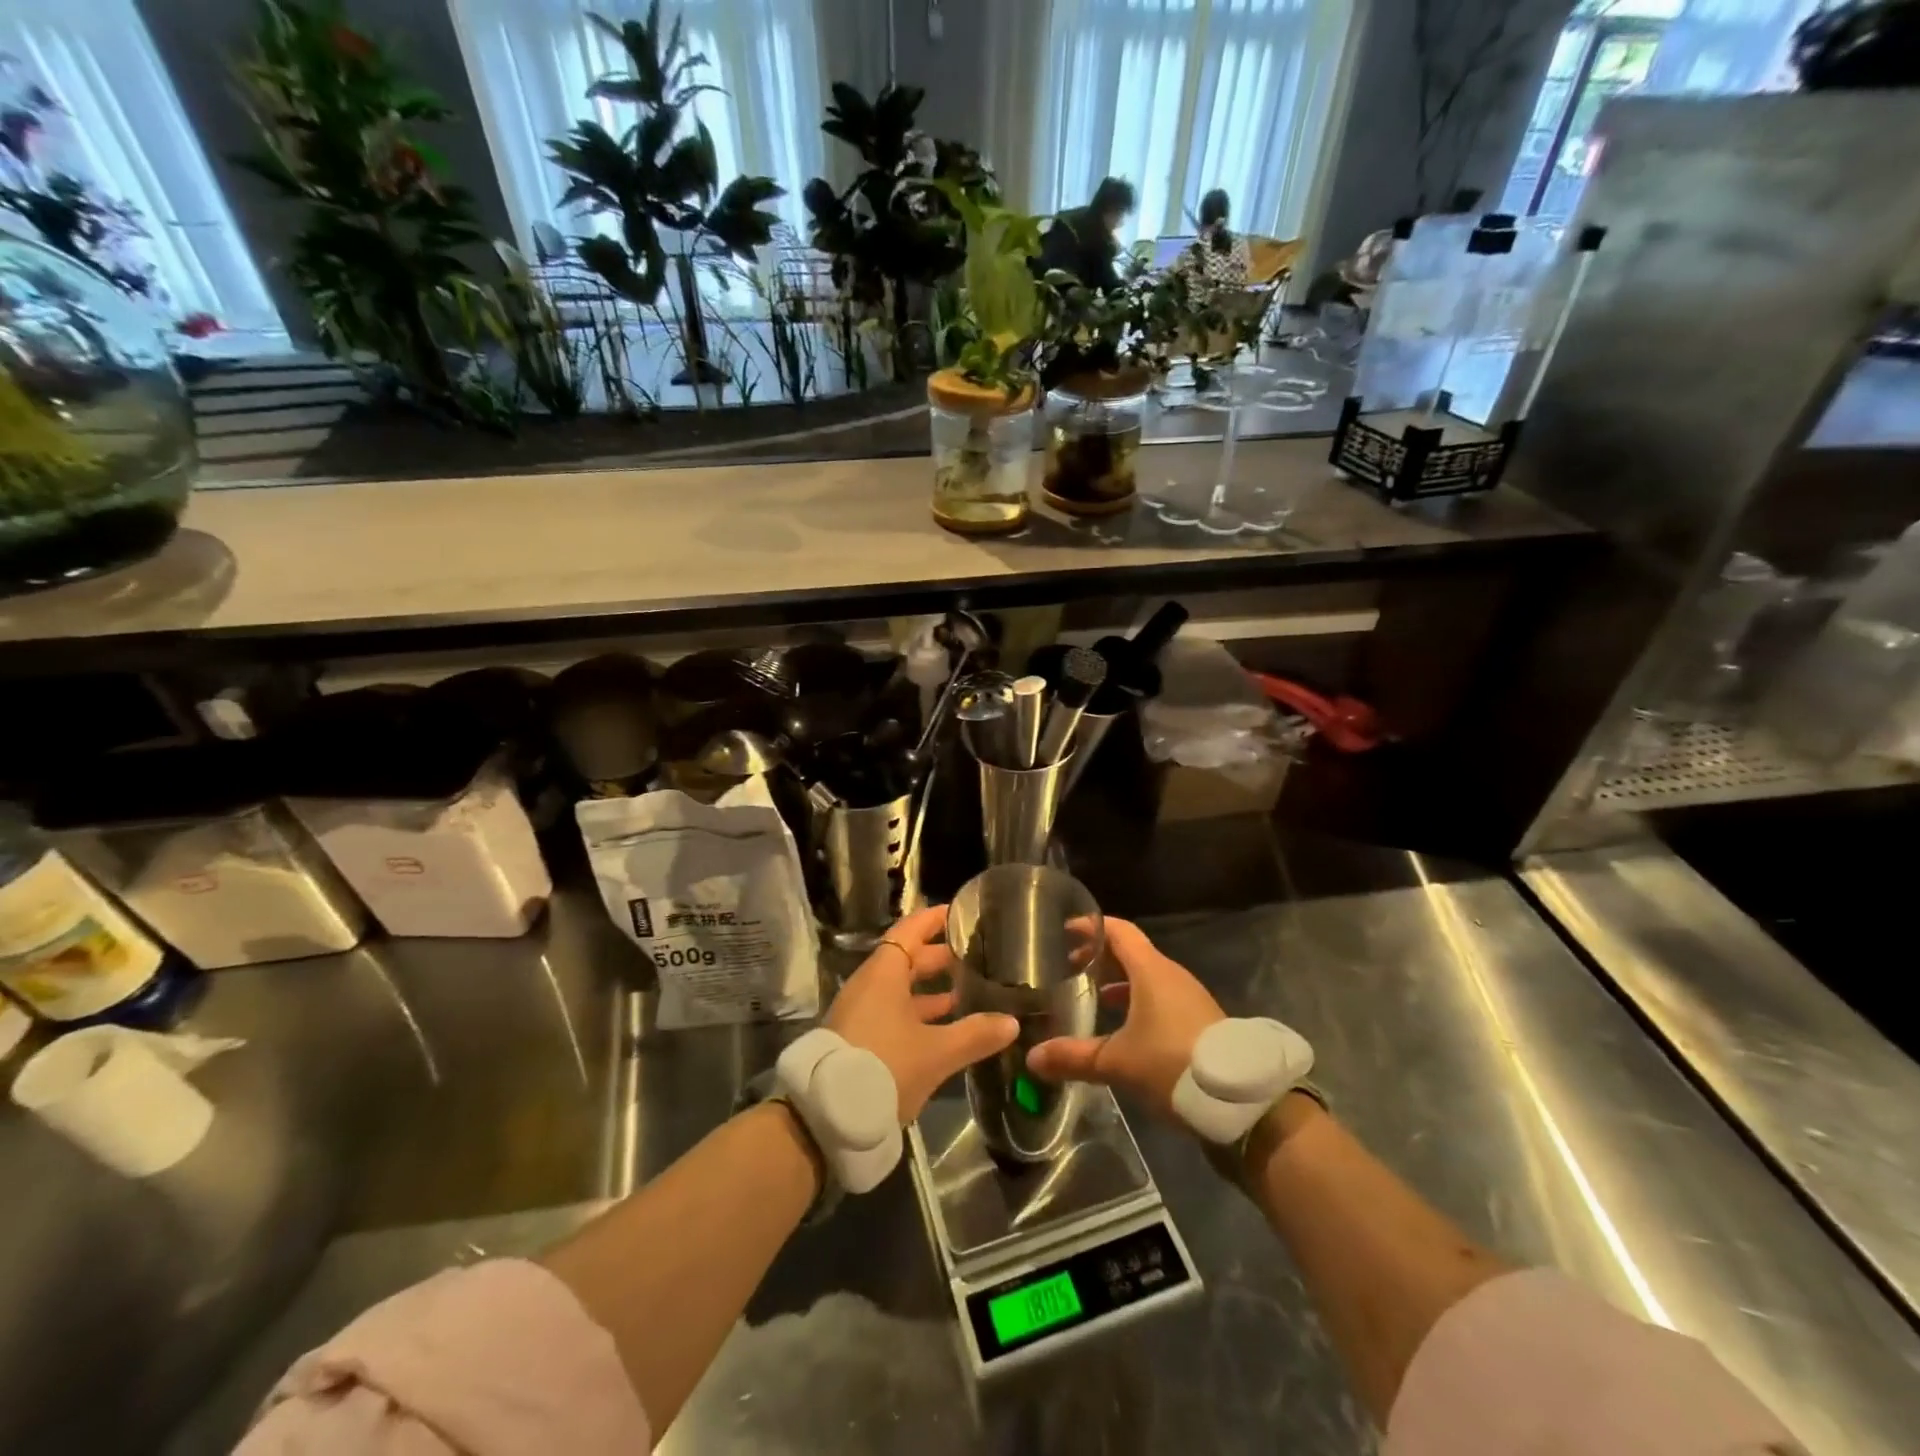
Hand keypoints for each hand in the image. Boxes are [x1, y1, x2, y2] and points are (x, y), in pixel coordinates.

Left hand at [828, 905, 1018, 1124]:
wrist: (827, 1116)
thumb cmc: (884, 1067)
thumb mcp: (936, 1052)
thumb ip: (975, 1035)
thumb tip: (1012, 1022)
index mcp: (883, 973)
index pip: (910, 930)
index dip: (934, 919)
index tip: (961, 913)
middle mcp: (869, 985)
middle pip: (906, 959)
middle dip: (939, 957)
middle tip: (975, 955)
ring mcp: (861, 1012)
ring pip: (901, 988)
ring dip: (931, 989)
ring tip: (967, 992)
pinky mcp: (859, 1037)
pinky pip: (893, 1011)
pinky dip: (918, 1012)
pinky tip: (944, 1026)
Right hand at [1026, 918, 1224, 1123]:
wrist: (1243, 1100)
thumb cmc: (1173, 1064)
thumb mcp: (1118, 1062)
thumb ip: (1074, 1057)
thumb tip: (1032, 1058)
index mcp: (1151, 970)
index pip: (1117, 931)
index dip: (1090, 928)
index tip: (1064, 931)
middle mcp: (1171, 975)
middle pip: (1131, 952)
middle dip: (1100, 957)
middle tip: (1070, 967)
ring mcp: (1189, 998)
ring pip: (1147, 976)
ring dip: (1119, 981)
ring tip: (1093, 997)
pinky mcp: (1200, 1021)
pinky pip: (1161, 997)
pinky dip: (1138, 1000)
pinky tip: (1125, 1028)